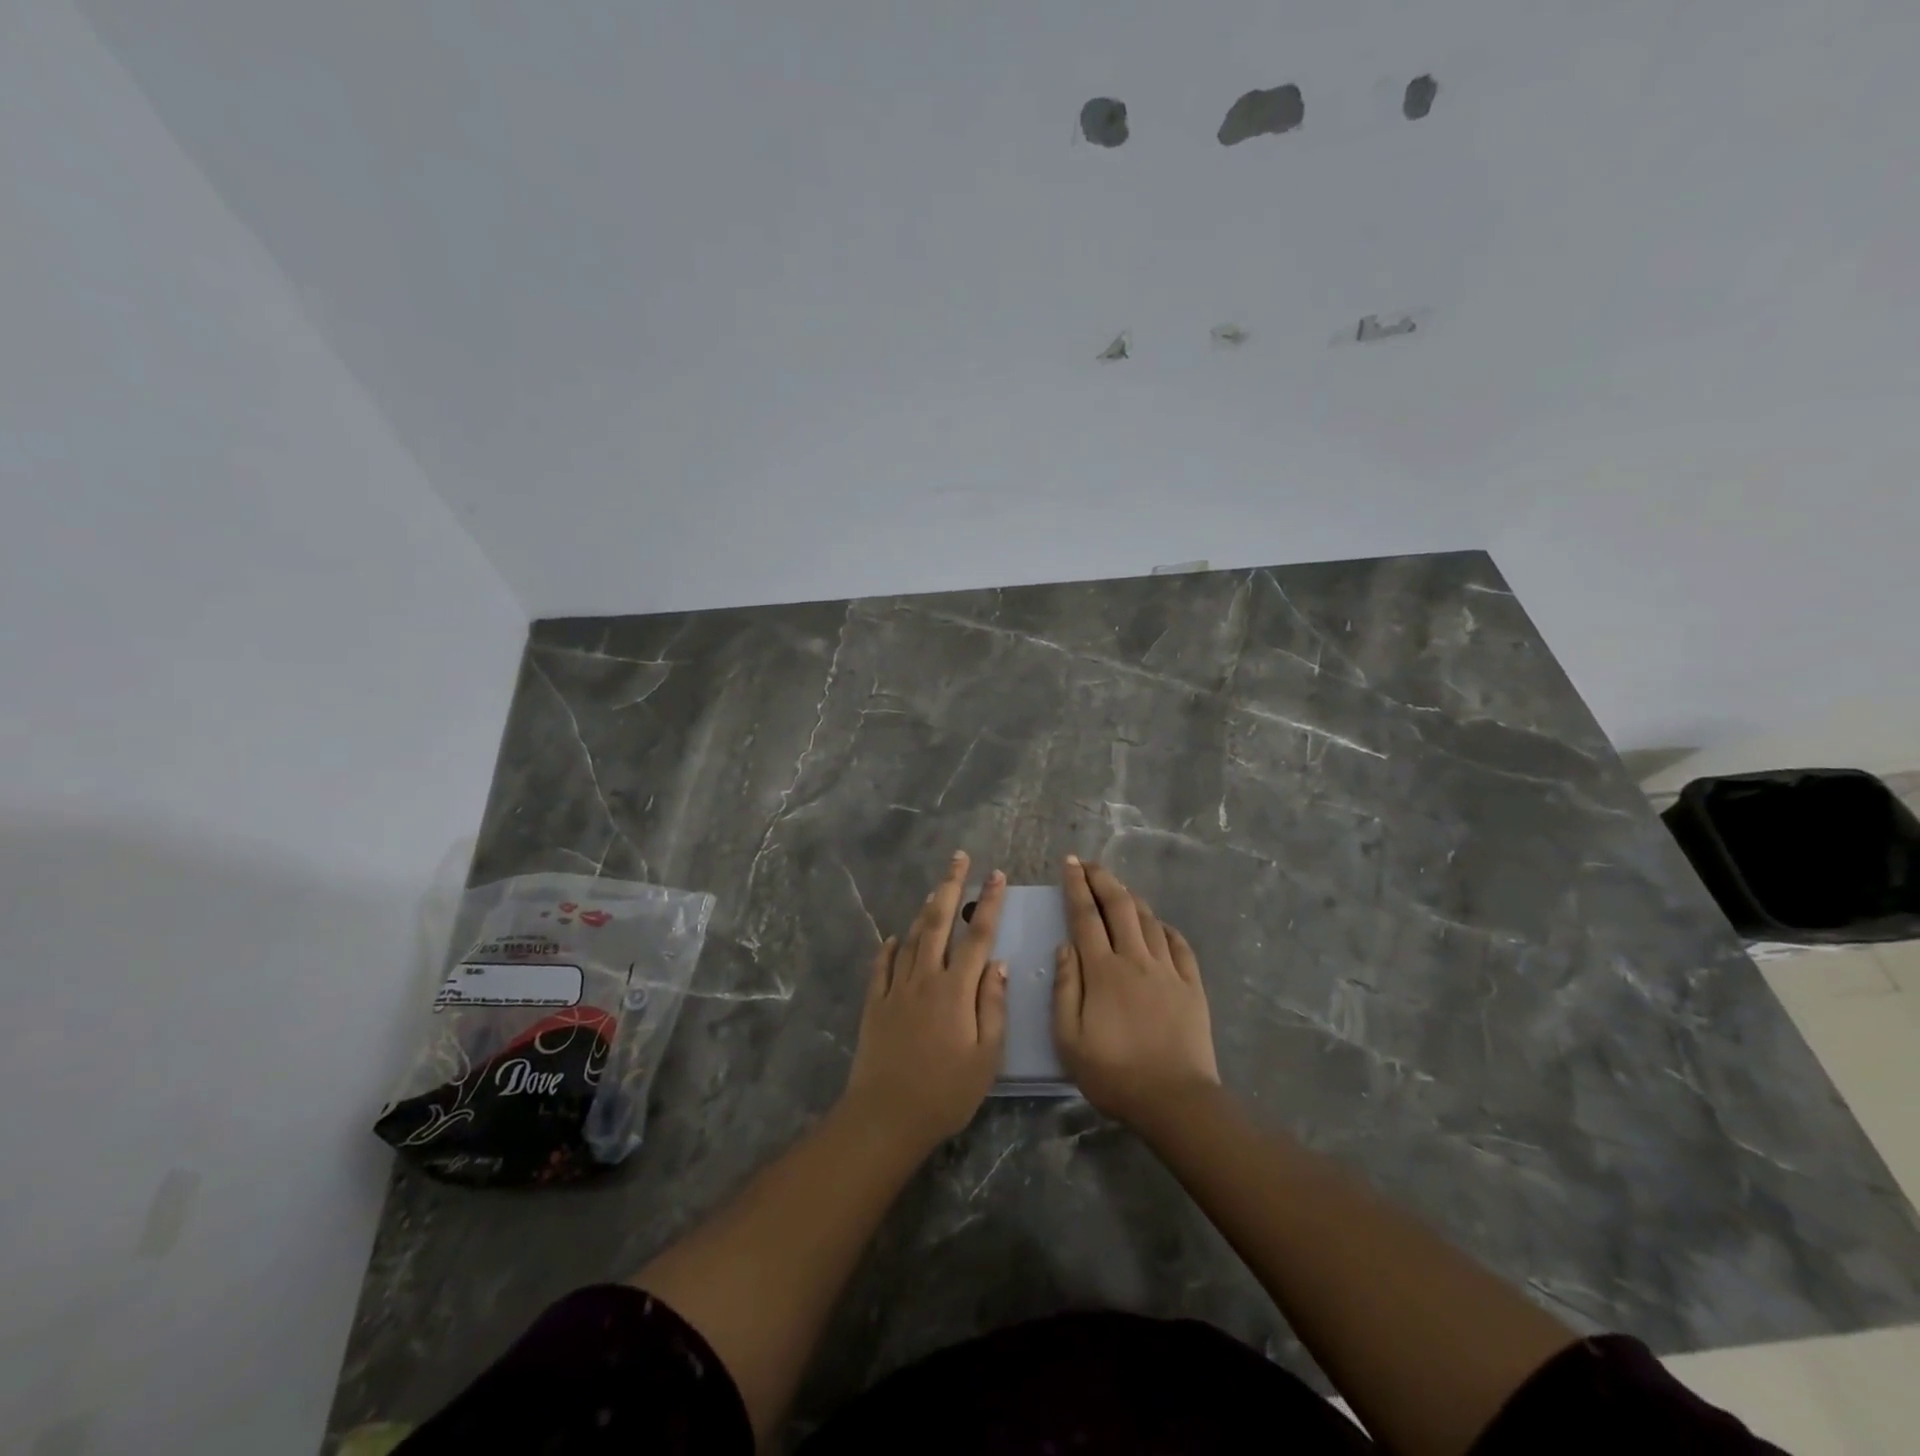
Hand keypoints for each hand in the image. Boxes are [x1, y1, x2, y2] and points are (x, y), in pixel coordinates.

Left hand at [843, 851, 1007, 1148]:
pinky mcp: (874, 1003)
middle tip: (958, 857)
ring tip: (935, 890)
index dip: (988, 902)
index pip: (978, 935)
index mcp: (956, 989)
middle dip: (950, 885)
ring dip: (924, 910)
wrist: (886, 1115)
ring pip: (911, 938)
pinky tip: (894, 938)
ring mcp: (895, 988)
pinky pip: (882, 965)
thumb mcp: (986, 1056)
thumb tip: (997, 964)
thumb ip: (993, 1005)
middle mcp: (925, 978)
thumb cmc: (946, 1092)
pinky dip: (890, 947)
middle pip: (938, 922)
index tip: (996, 874)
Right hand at [1053, 855, 1219, 1126]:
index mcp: (1103, 971)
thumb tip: (1064, 947)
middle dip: (1103, 879)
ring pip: (1149, 920)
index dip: (1076, 886)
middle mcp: (1136, 959)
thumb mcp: (1069, 1039)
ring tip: (1119, 889)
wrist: (1175, 1100)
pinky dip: (1165, 927)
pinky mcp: (1191, 985)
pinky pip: (1179, 944)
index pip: (1085, 916)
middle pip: (1119, 906)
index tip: (1069, 862)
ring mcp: (1168, 970)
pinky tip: (1159, 925)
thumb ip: (1065, 988)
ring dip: (1131, 898)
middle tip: (1089, 864)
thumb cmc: (1114, 1074)